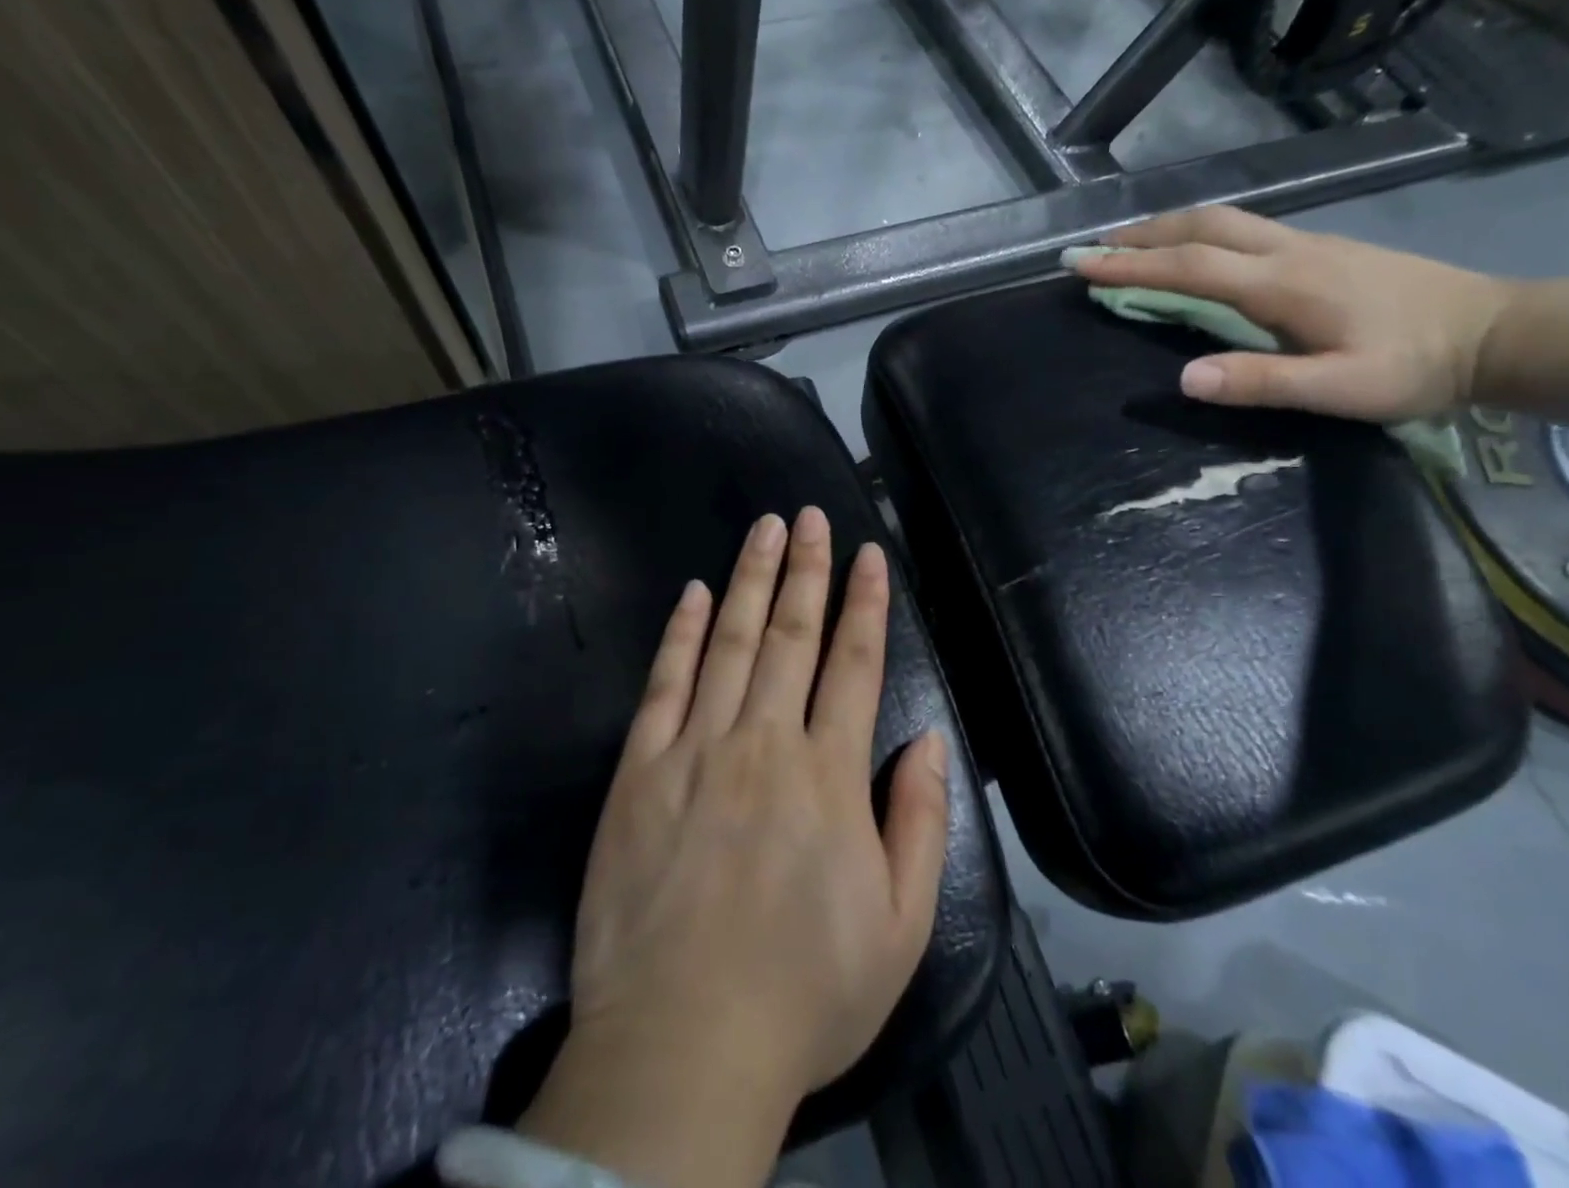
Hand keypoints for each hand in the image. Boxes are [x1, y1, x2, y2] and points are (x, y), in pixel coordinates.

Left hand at [513, 509, 949, 1187]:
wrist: (681, 1049)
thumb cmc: (803, 993)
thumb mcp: (900, 928)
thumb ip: (920, 822)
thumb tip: (930, 739)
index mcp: (829, 775)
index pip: (855, 663)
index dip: (865, 602)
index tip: (869, 553)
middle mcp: (763, 743)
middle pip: (792, 635)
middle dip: (807, 569)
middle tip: (810, 517)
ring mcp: (694, 750)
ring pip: (729, 642)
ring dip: (751, 580)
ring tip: (765, 530)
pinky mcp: (638, 771)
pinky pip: (663, 684)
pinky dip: (680, 633)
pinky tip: (693, 593)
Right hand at [1069, 207, 1513, 421]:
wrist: (1498, 332)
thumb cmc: (1414, 367)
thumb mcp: (1339, 388)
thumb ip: (1260, 382)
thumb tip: (1183, 378)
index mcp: (1281, 284)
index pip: (1189, 266)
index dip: (1129, 264)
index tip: (1079, 264)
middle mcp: (1287, 251)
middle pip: (1201, 226)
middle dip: (1141, 234)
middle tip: (1094, 248)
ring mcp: (1306, 244)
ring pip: (1222, 221)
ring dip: (1168, 228)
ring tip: (1130, 244)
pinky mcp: (1320, 250)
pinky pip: (1242, 230)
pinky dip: (1198, 234)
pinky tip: (1193, 251)